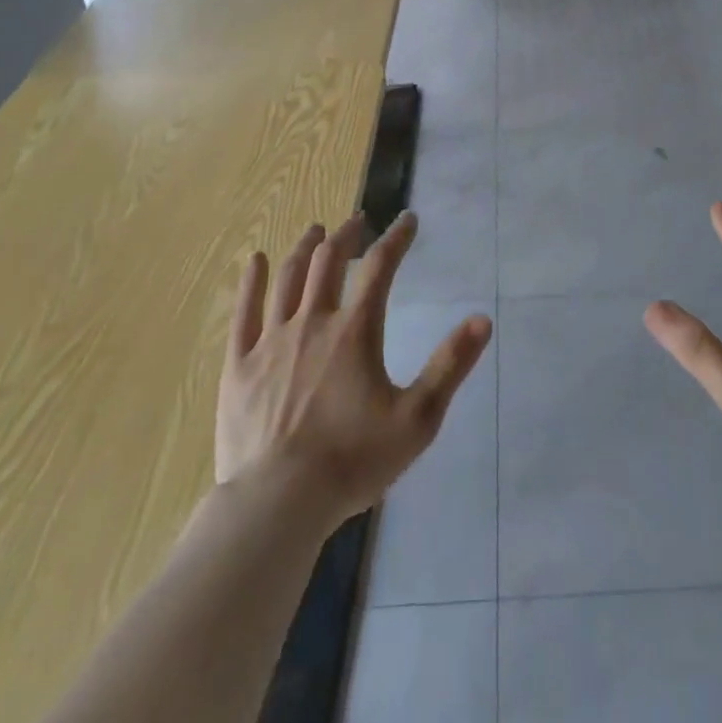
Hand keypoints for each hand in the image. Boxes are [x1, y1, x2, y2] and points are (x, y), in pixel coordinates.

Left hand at [215, 212, 491, 529]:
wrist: (278, 503)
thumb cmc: (352, 461)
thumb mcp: (417, 419)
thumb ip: (450, 366)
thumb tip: (482, 320)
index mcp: (355, 331)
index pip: (380, 267)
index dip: (397, 238)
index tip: (408, 219)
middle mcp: (313, 322)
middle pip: (329, 262)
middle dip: (347, 236)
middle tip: (358, 222)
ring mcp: (271, 341)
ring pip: (288, 278)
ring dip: (305, 248)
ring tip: (316, 230)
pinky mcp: (240, 364)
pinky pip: (244, 311)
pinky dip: (251, 281)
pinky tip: (254, 260)